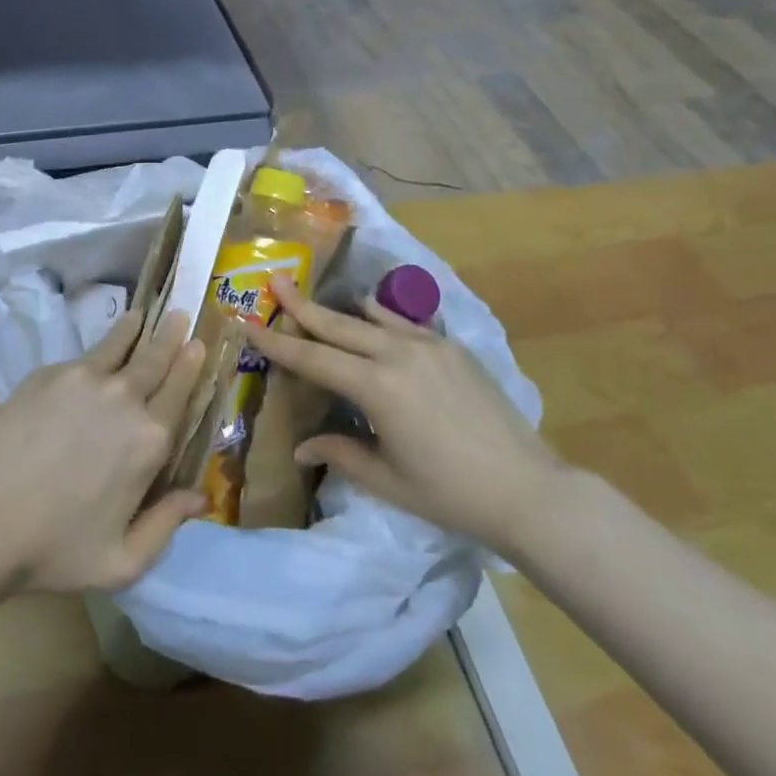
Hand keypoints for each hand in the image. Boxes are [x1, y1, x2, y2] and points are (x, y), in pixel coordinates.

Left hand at [0, 309, 206, 594]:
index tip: (199, 344)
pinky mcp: (50, 374)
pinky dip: (101, 346)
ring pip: (121, 343)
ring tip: (145, 314)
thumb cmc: (55, 548)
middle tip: (181, 314)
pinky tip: (99, 348)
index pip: (180, 391)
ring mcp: (85, 378)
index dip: (191, 365)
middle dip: (172, 334)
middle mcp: (125, 398)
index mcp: (149, 440)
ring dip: (138, 327)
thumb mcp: (121, 562)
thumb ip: (166, 526)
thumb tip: (202, 498)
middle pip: (156, 357)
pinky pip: (85, 355)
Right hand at [247, 273, 561, 546]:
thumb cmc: (450, 494)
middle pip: (338, 323)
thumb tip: (302, 446)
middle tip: (275, 281)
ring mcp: (429, 344)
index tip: (249, 323)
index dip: (277, 343)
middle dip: (301, 304)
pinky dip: (380, 317)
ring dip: (340, 309)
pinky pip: (404, 322)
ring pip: (371, 316)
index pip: (314, 358)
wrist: (526, 488)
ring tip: (316, 299)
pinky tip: (371, 315)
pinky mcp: (452, 346)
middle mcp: (398, 353)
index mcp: (377, 387)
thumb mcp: (387, 480)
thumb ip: (341, 453)